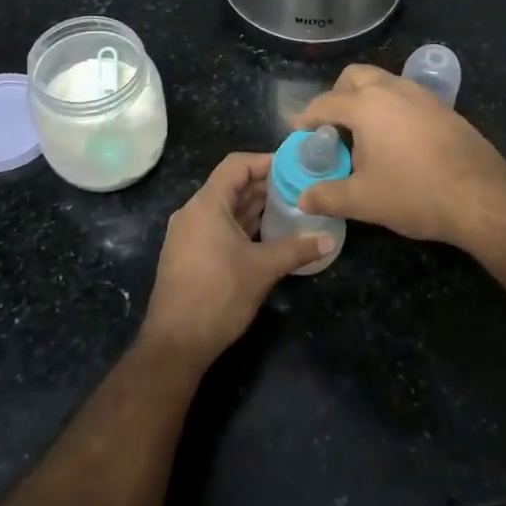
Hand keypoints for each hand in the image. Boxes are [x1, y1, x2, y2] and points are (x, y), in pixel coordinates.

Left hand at [141, 152, 332, 365]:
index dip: (265, 161)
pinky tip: (268, 235)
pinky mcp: (189, 256)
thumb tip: (330, 240)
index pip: (236, 165)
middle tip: (300, 188)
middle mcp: (193, 214)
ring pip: (225, 209)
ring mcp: (188, 236)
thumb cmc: (218, 296)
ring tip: (290, 208)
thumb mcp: (263, 269)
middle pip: (231, 186)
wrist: (176, 344)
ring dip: (255, 206)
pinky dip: (243, 225)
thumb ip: (297, 249)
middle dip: (265, 185)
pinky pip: (218, 228)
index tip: (294, 167)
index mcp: (206, 206)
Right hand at [292, 64, 505, 249]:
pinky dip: (392, 109)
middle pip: (355, 77)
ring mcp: (422, 95)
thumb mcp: (362, 200)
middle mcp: (393, 89)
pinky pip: (407, 97)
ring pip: (384, 83)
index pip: (325, 103)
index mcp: (366, 105)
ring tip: (364, 135)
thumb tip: (303, 198)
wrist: (480, 196)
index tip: (299, 134)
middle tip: (333, 128)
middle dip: (337, 96)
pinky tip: (397, 141)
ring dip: (367, 100)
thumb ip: (327, 196)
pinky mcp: (444, 108)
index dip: (307, 118)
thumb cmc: (414, 193)